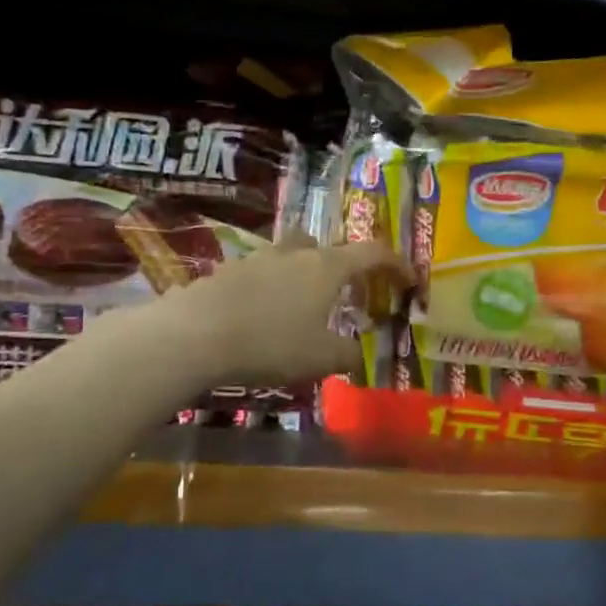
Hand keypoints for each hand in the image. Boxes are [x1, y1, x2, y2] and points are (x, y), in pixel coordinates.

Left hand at [162, 234, 409, 386]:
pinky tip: (262, 317)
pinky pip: (260, 273)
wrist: (195, 334)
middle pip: (326, 246)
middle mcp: (295, 253)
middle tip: (345, 294)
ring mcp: (258, 258)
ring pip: (290, 255)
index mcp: (327, 267)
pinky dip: (270, 289)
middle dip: (341, 265)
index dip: (396, 264)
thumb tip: (359, 355)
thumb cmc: (271, 343)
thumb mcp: (320, 358)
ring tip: (300, 307)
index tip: (409, 279)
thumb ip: (347, 354)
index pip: (372, 253)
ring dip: (302, 275)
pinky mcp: (227, 271)